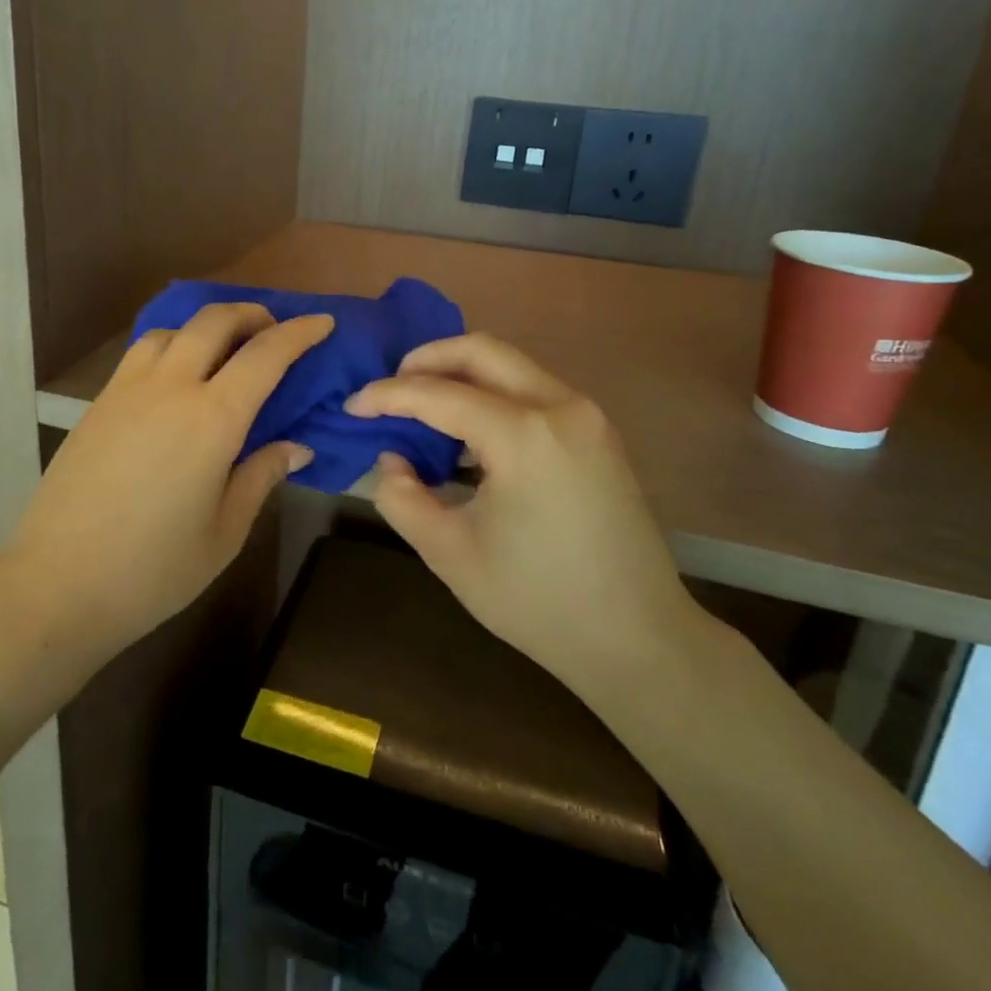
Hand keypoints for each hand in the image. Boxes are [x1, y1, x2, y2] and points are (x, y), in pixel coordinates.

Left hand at [0, 304, 332, 655]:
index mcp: (212, 420)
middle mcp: (170, 388)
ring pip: (172, 329)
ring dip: (206, 326)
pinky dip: (171, 345)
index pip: (265, 355)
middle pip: (214, 321)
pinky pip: (141, 352)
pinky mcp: (98, 403)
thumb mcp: (225, 531)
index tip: (322, 322)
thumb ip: (260, 476)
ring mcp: (127, 390)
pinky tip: (176, 376)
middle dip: (251, 314)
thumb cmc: (153, 570)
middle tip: (273, 329)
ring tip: (223, 350)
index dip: (299, 333)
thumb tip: (296, 447)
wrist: (57, 585)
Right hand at [346, 333, 701, 696]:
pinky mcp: (597, 433)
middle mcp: (559, 406)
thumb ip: (402, 496)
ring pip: (510, 365)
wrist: (639, 639)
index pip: (438, 394)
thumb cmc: (538, 601)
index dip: (387, 396)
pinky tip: (468, 433)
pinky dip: (492, 395)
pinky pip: (532, 390)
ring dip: (461, 375)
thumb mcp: (449, 553)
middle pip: (481, 351)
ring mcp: (586, 416)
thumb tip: (392, 459)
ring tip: (422, 408)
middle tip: (389, 386)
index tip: (352, 406)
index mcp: (523, 435)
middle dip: (426, 359)